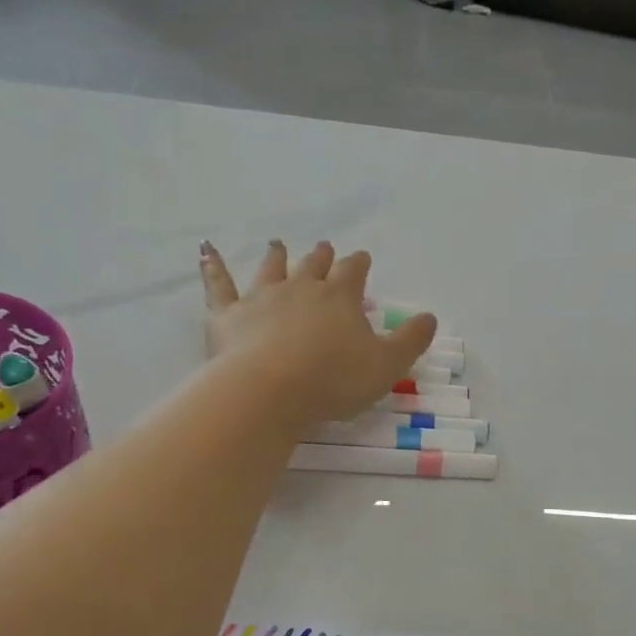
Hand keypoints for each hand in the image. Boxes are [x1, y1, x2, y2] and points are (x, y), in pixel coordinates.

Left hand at [199, 240, 439, 426]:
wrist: (269, 390)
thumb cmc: (333, 380)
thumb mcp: (386, 365)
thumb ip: (411, 340)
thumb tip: (430, 317)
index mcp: (340, 297)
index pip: (353, 272)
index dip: (359, 265)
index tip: (362, 258)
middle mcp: (301, 288)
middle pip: (314, 265)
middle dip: (322, 257)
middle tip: (325, 247)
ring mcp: (262, 297)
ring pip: (271, 269)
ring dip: (277, 256)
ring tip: (278, 245)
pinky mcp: (228, 314)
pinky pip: (218, 284)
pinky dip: (212, 266)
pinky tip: (205, 250)